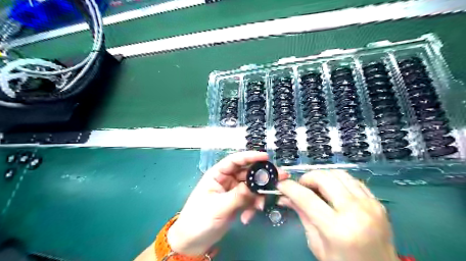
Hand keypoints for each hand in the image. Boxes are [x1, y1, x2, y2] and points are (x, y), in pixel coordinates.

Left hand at [168, 152, 287, 254]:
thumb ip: (237, 196)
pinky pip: (250, 199)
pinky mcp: (237, 202)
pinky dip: (252, 207)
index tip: (266, 157)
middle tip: (278, 178)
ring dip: (258, 195)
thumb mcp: (218, 206)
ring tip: (260, 206)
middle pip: (247, 172)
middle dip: (261, 177)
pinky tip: (247, 217)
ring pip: (251, 187)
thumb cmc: (199, 219)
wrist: (194, 241)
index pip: (235, 160)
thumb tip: (254, 187)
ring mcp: (233, 191)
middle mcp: (226, 179)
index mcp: (217, 174)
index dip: (250, 156)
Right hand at [276, 169, 399, 260]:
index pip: (307, 198)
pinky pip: (352, 180)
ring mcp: (369, 204)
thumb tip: (285, 198)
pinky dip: (337, 180)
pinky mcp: (377, 202)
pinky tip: (333, 190)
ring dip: (322, 176)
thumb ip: (302, 216)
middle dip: (306, 178)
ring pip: (338, 174)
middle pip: (323, 178)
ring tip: (315, 187)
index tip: (281, 184)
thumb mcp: (317, 244)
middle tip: (300, 187)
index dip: (290, 188)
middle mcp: (355, 212)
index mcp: (337, 229)